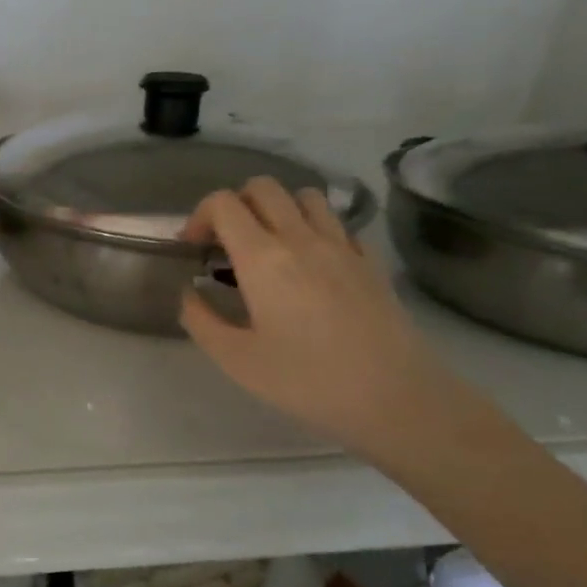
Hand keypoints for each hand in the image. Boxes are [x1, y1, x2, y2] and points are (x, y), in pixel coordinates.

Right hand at [179, 178, 462, 455]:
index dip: (200, 216)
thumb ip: (201, 320)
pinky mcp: (370, 262)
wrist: (396, 398)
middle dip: (236, 204)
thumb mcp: (236, 360)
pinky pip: (338, 224)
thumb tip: (189, 292)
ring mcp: (342, 246)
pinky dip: (316, 229)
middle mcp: (302, 238)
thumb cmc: (307, 381)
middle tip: (226, 242)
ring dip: (278, 209)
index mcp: (263, 258)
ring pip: (305, 196)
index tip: (194, 248)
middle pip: (263, 187)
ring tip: (268, 245)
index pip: (224, 203)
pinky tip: (310, 264)